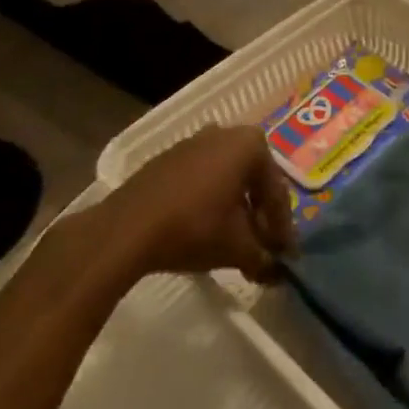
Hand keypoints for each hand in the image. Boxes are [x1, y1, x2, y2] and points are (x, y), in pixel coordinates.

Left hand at [94, 124, 295, 279]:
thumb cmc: (194, 228)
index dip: (282, 227)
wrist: (124, 230)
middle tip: (262, 246)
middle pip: (252, 180)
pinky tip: (205, 229)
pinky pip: (201, 178)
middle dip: (258, 215)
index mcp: (251, 145)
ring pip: (226, 178)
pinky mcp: (166, 159)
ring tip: (234, 240)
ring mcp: (193, 143)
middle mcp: (226, 134)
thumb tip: (279, 274)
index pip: (275, 190)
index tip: (284, 255)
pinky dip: (209, 201)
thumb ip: (264, 258)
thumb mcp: (237, 248)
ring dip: (234, 208)